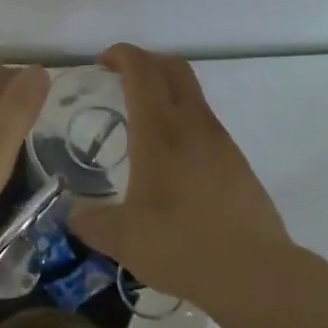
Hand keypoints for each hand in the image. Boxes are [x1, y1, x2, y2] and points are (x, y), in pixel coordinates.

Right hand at [67, 44, 288, 301]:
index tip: (102, 62)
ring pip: (193, 95)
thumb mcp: (122, 239)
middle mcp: (193, 124)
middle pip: (174, 68)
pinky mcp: (237, 162)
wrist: (254, 272)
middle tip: (121, 79)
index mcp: (160, 131)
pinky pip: (205, 124)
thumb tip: (72, 215)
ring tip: (142, 124)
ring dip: (167, 92)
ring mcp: (221, 141)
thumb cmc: (181, 245)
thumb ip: (90, 222)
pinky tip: (171, 161)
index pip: (142, 70)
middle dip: (146, 61)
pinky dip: (183, 122)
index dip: (122, 55)